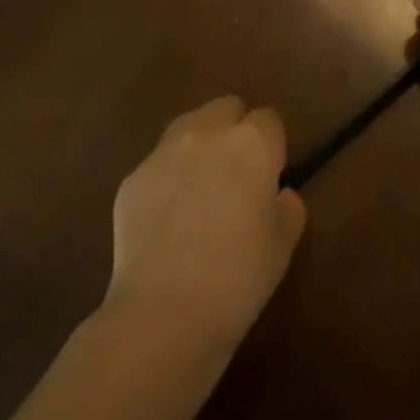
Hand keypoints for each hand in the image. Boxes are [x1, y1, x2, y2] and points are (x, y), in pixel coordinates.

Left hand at [108, 96, 306, 346]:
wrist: (165, 312)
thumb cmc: (240, 277)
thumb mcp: (283, 245)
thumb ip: (288, 209)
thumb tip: (279, 195)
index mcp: (252, 144)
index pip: (269, 119)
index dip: (273, 145)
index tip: (271, 175)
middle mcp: (207, 135)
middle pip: (226, 107)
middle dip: (235, 129)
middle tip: (238, 173)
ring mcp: (162, 154)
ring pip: (188, 126)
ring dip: (201, 143)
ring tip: (201, 186)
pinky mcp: (131, 178)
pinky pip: (158, 162)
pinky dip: (169, 176)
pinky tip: (169, 216)